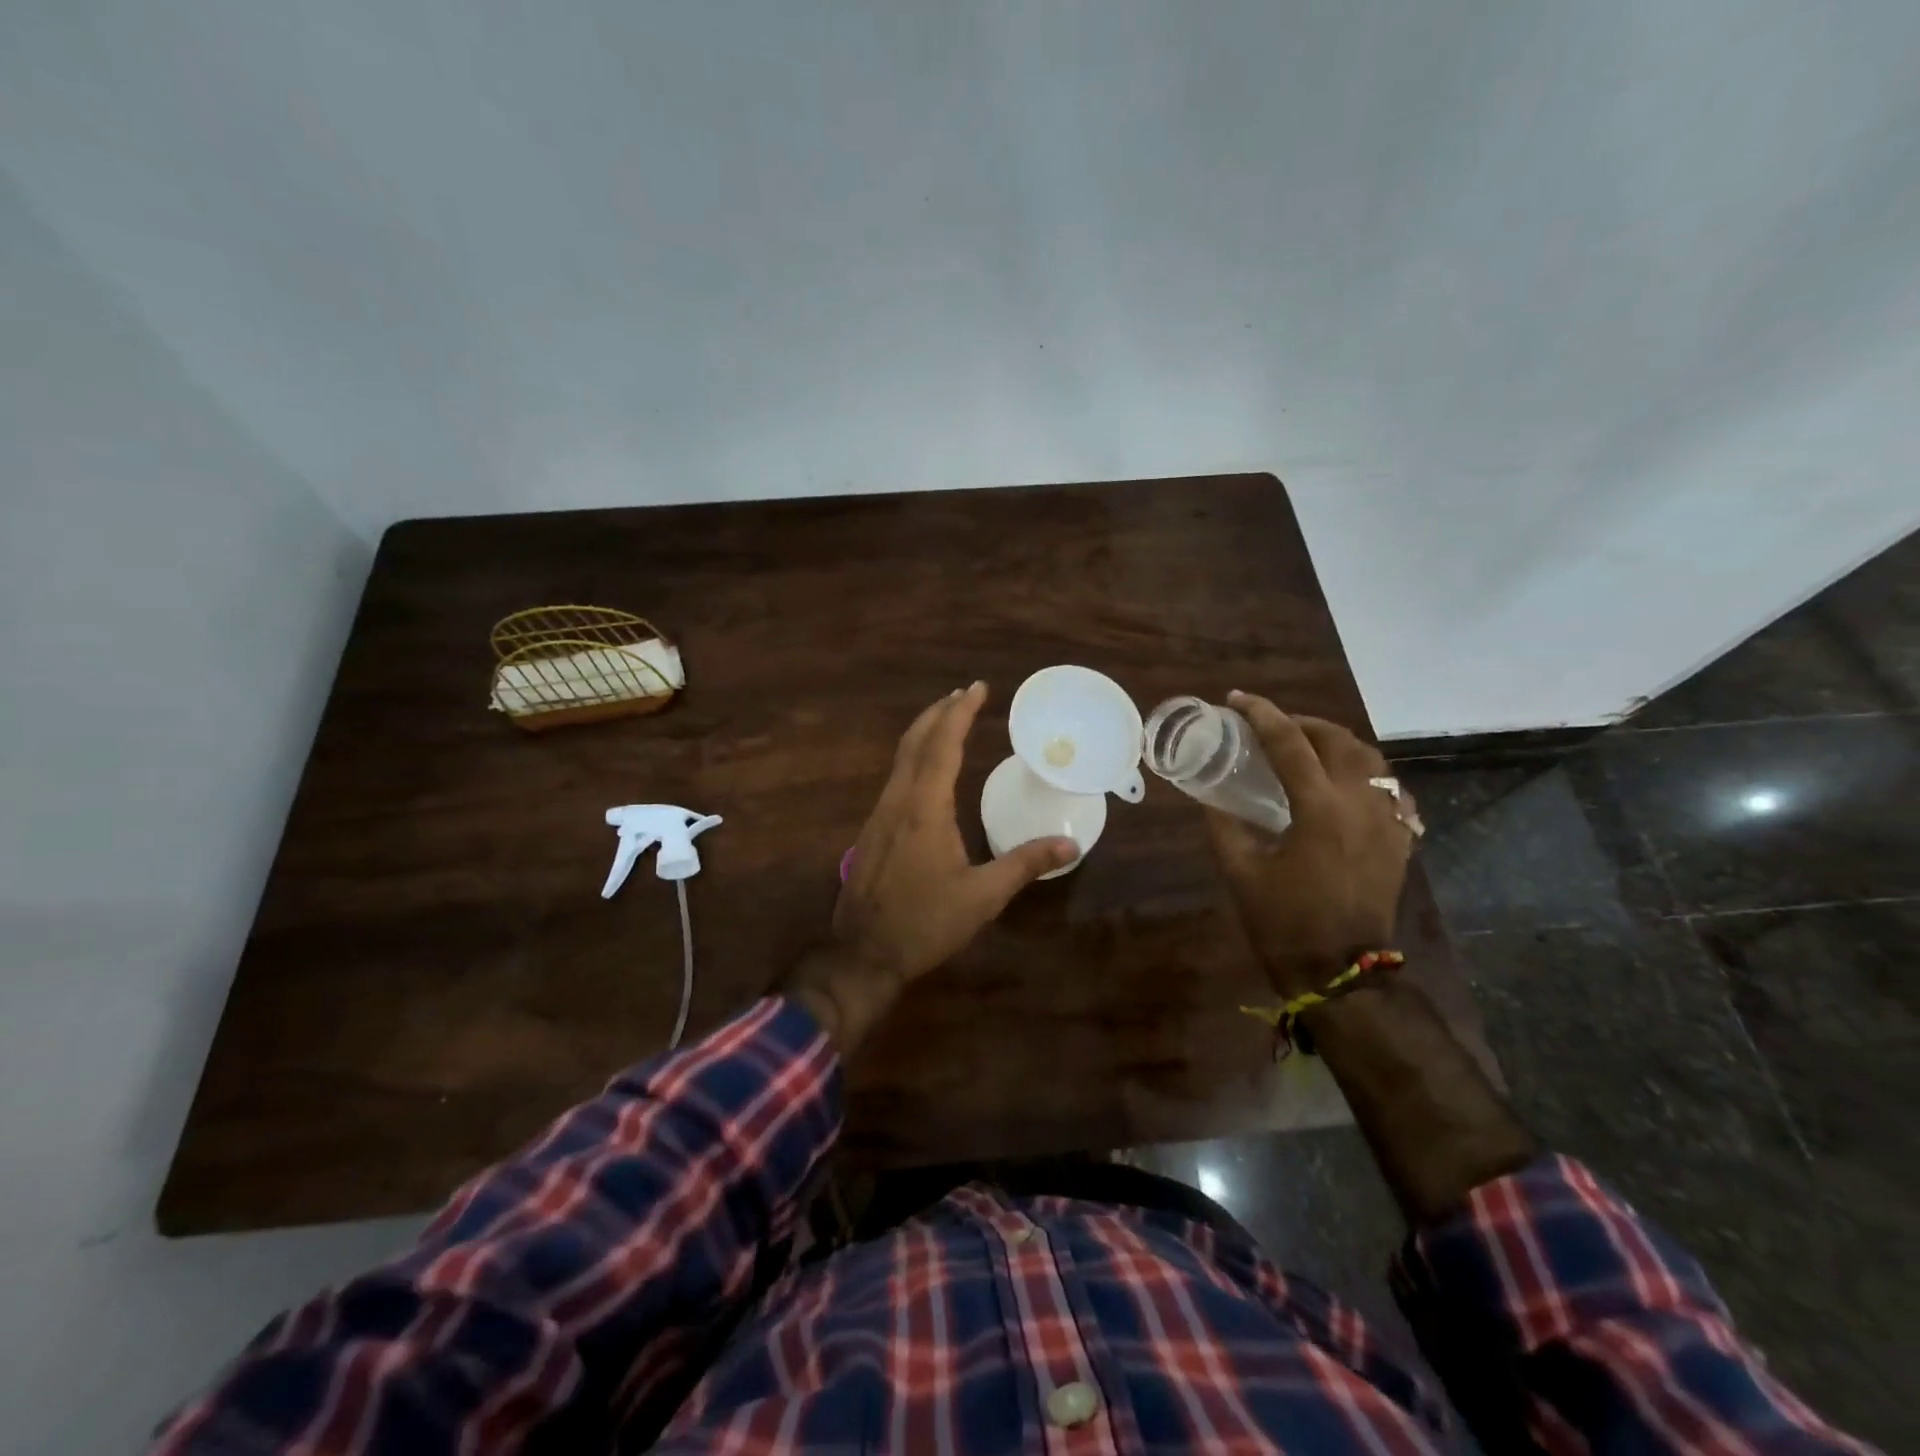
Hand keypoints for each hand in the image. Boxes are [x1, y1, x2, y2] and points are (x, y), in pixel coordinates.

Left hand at [781, 682, 1077, 1053]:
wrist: (863, 953)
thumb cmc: (925, 923)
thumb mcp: (982, 896)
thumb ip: (1025, 864)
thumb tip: (1071, 844)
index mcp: (925, 808)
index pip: (943, 746)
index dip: (960, 713)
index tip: (977, 688)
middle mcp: (898, 801)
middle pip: (915, 742)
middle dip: (939, 713)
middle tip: (964, 694)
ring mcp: (879, 815)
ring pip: (900, 759)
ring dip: (924, 733)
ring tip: (948, 721)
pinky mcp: (872, 831)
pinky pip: (895, 777)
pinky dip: (914, 757)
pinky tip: (926, 770)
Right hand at [1205, 691, 1417, 998]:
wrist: (1339, 972)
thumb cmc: (1283, 922)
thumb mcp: (1240, 870)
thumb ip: (1223, 824)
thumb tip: (1209, 794)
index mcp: (1320, 809)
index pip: (1289, 743)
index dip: (1261, 714)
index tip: (1237, 700)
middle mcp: (1361, 804)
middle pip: (1338, 740)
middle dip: (1302, 723)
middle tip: (1272, 726)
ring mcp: (1388, 822)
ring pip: (1370, 759)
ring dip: (1336, 743)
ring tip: (1308, 746)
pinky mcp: (1399, 841)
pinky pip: (1391, 790)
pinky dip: (1367, 774)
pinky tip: (1348, 783)